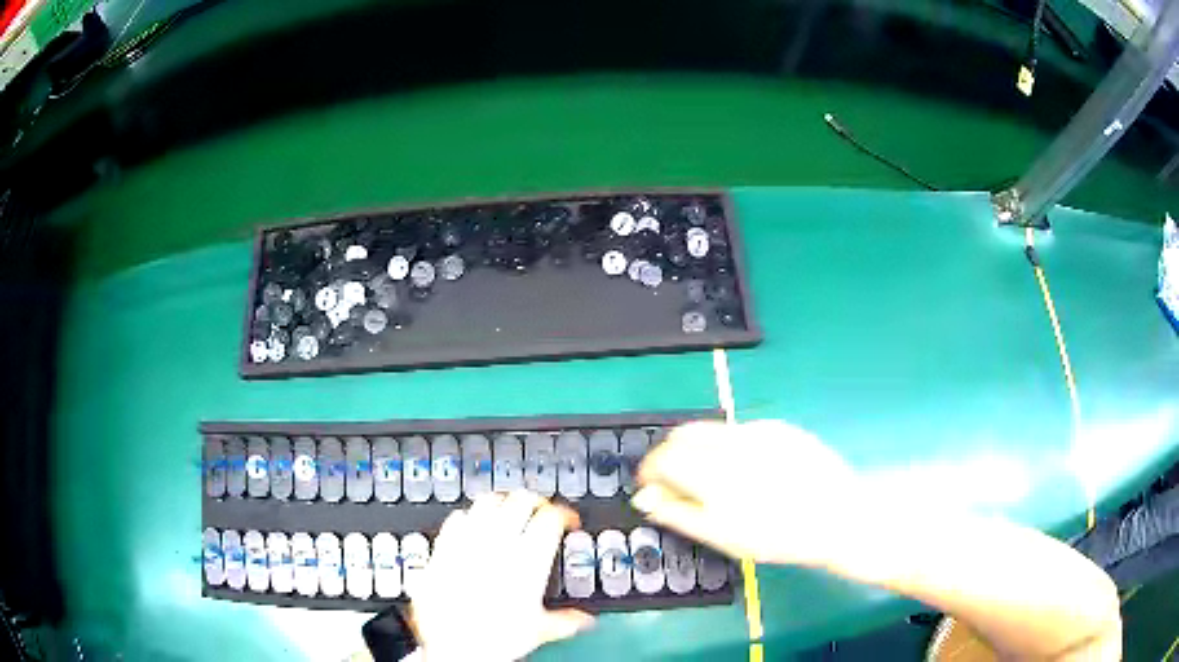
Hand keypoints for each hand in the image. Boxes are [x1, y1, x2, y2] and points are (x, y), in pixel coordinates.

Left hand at [409, 491, 594, 661]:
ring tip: (508, 511)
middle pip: (521, 500)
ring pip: (487, 502)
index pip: (551, 518)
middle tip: (540, 512)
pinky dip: (467, 517)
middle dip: (535, 502)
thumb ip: (565, 621)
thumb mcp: (537, 632)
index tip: (567, 521)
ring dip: (502, 502)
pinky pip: (456, 518)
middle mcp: (498, 545)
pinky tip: (471, 527)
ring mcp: (468, 543)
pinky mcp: (443, 548)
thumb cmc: (493, 639)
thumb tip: (584, 621)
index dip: (564, 514)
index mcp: (528, 561)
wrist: (450, 645)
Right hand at [632, 420, 858, 567]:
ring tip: (714, 479)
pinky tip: (749, 471)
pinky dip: (729, 446)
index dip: (650, 471)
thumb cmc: (777, 536)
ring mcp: (757, 430)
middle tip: (676, 482)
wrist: (837, 517)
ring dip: (698, 449)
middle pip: (683, 434)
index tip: (651, 487)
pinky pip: (740, 430)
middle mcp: (731, 442)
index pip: (663, 457)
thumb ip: (677, 513)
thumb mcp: (722, 535)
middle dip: (670, 455)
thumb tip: (645, 497)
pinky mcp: (779, 427)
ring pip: (711, 429)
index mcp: (712, 472)